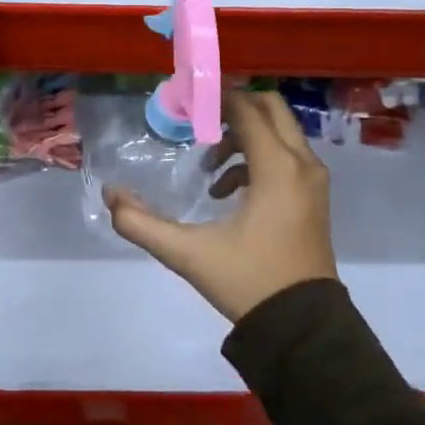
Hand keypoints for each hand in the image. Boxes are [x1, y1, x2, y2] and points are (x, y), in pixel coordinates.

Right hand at [104, 90, 337, 323]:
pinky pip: (286, 158)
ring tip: (208, 168)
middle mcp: (302, 164)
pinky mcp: (314, 199)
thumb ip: (142, 224)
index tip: (186, 96)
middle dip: (233, 109)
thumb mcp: (188, 254)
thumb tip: (111, 195)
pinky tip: (227, 192)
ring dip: (243, 137)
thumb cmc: (248, 281)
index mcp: (277, 168)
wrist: (302, 327)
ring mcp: (313, 182)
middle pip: (270, 109)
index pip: (246, 110)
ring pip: (279, 134)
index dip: (216, 97)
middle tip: (197, 121)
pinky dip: (258, 159)